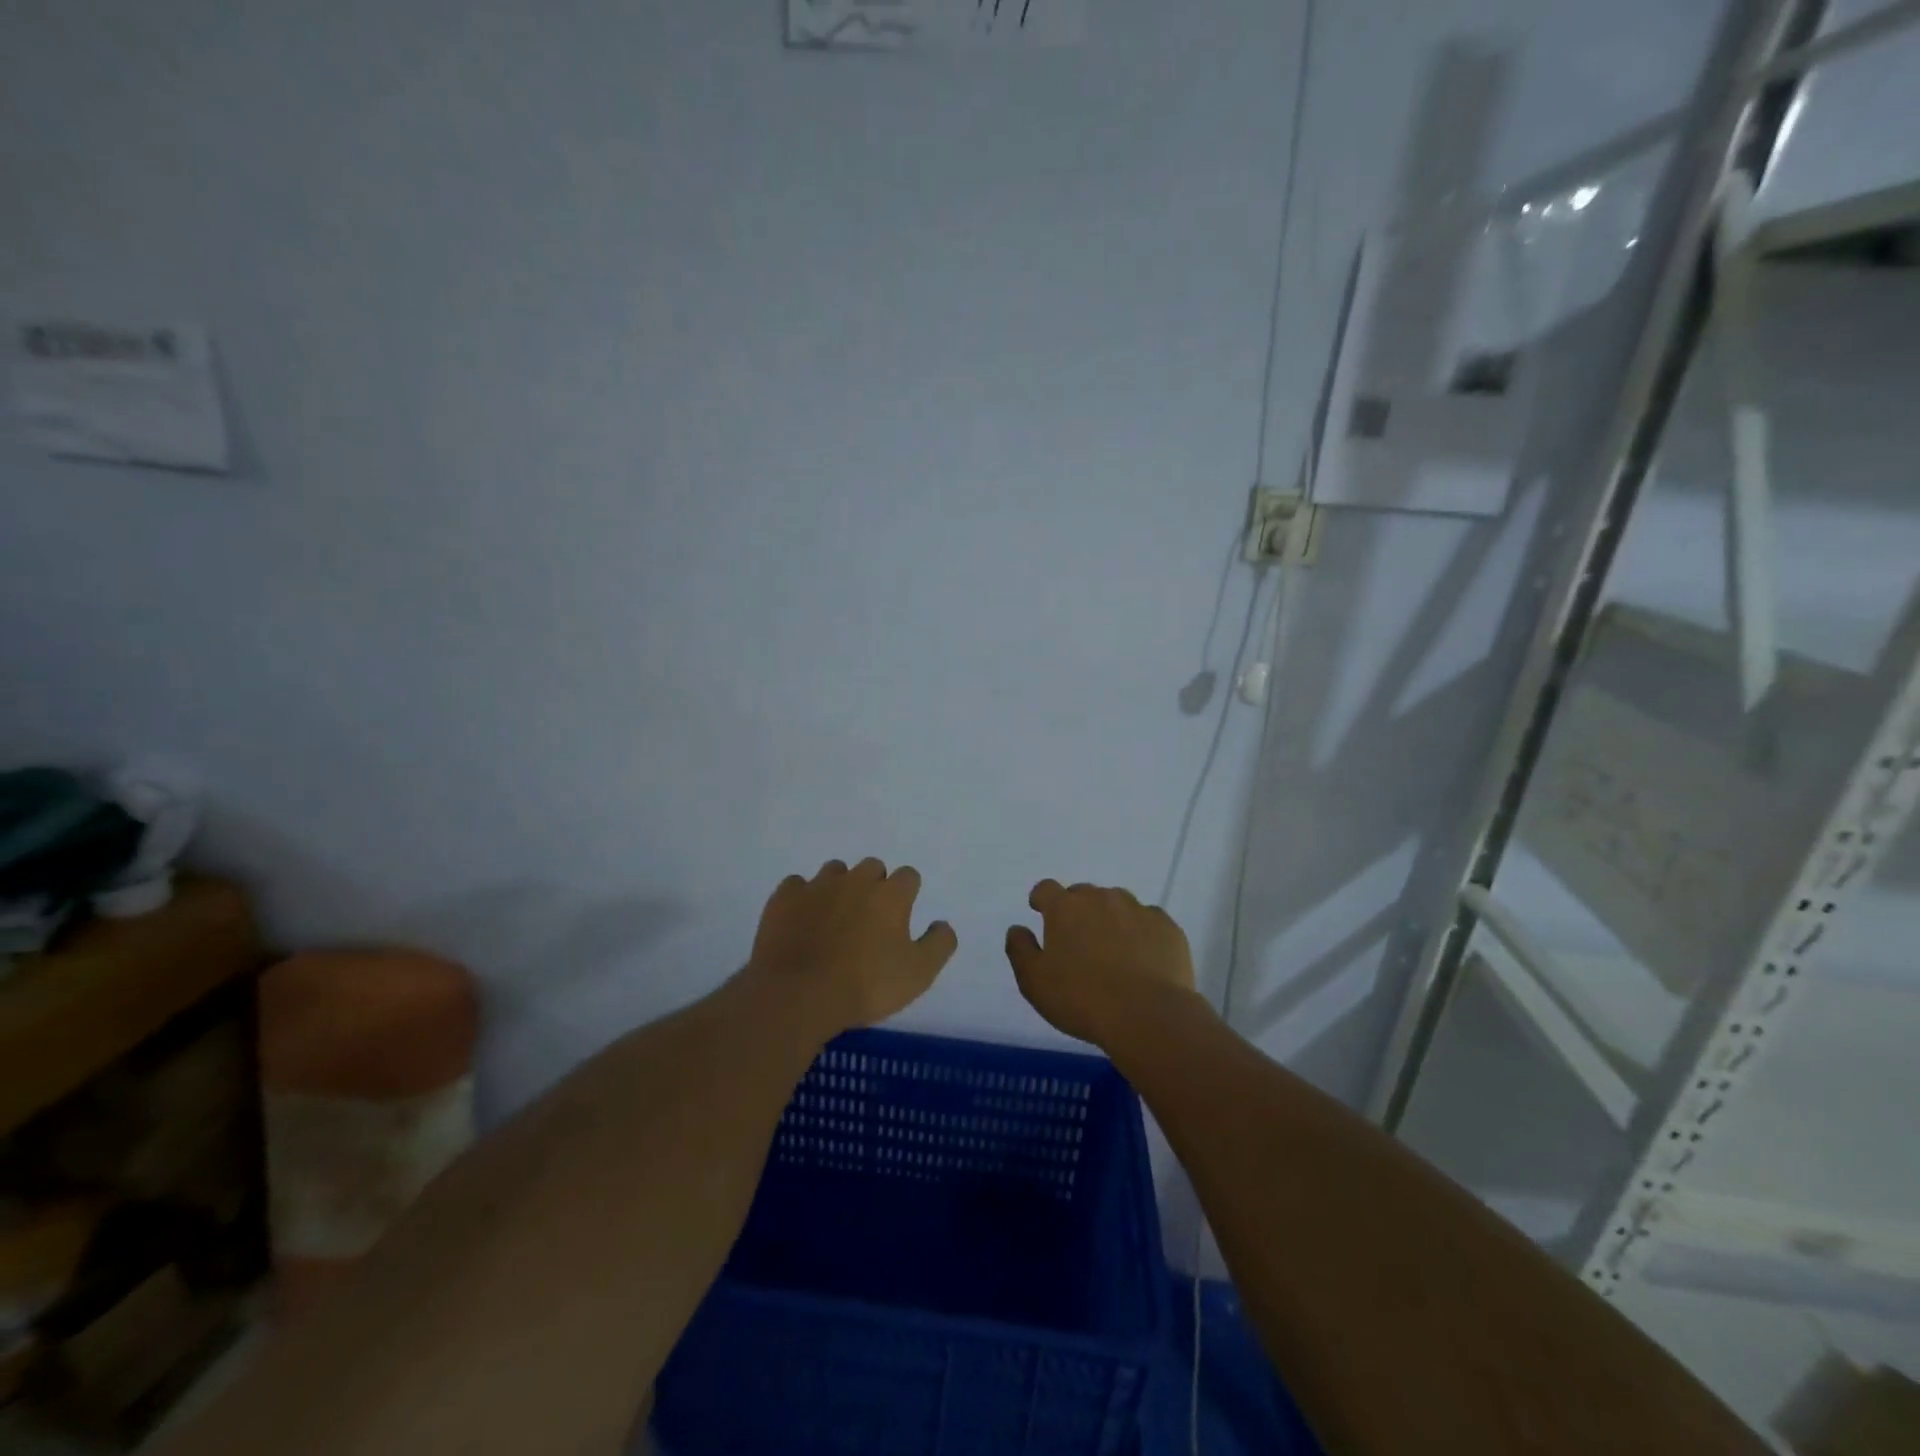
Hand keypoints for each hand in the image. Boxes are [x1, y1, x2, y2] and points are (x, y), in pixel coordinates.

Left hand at [746, 858, 957, 1036]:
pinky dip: (803, 897)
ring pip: (835, 871)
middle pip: (872, 867)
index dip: (907, 894)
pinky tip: (802, 920)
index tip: (901, 916)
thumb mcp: (918, 974)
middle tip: (870, 919)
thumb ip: (938, 944)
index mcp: (890, 895)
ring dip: (840, 887)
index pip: (908, 876)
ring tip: (835, 918)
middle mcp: (855, 880)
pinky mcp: (784, 898)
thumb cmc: (865, 985)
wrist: (798, 994)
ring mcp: (817, 886)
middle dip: (875, 886)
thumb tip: (942, 924)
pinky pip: (797, 885)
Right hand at [1005, 880, 1203, 1046]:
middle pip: (1083, 894)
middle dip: (1077, 911)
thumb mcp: (1034, 982)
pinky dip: (1141, 932)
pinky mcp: (1167, 927)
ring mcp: (1138, 909)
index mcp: (1065, 908)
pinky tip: (1142, 958)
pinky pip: (1148, 921)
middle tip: (1078, 941)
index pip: (1046, 889)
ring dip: (1110, 918)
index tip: (1041, 913)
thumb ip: (1020, 949)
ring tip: (1112, 950)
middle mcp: (1101, 898)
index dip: (1042, 900)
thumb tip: (1018, 929)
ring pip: (1118, 904)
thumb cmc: (1082, 999)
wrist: (1148, 1015)